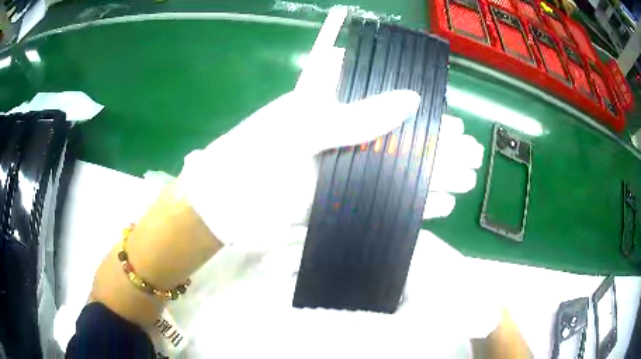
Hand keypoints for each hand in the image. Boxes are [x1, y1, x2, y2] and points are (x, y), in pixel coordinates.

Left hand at [178, 112, 485, 355]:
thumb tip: (411, 98)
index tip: (452, 115)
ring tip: (467, 180)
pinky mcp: (342, 200)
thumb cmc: (253, 160)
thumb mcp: (300, 132)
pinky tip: (440, 205)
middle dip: (438, 145)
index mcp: (329, 107)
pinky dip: (412, 202)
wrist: (225, 208)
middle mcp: (341, 135)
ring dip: (433, 175)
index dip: (422, 106)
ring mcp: (344, 170)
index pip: (386, 98)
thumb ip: (354, 116)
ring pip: (398, 169)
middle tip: (472, 152)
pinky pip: (385, 199)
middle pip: (400, 136)